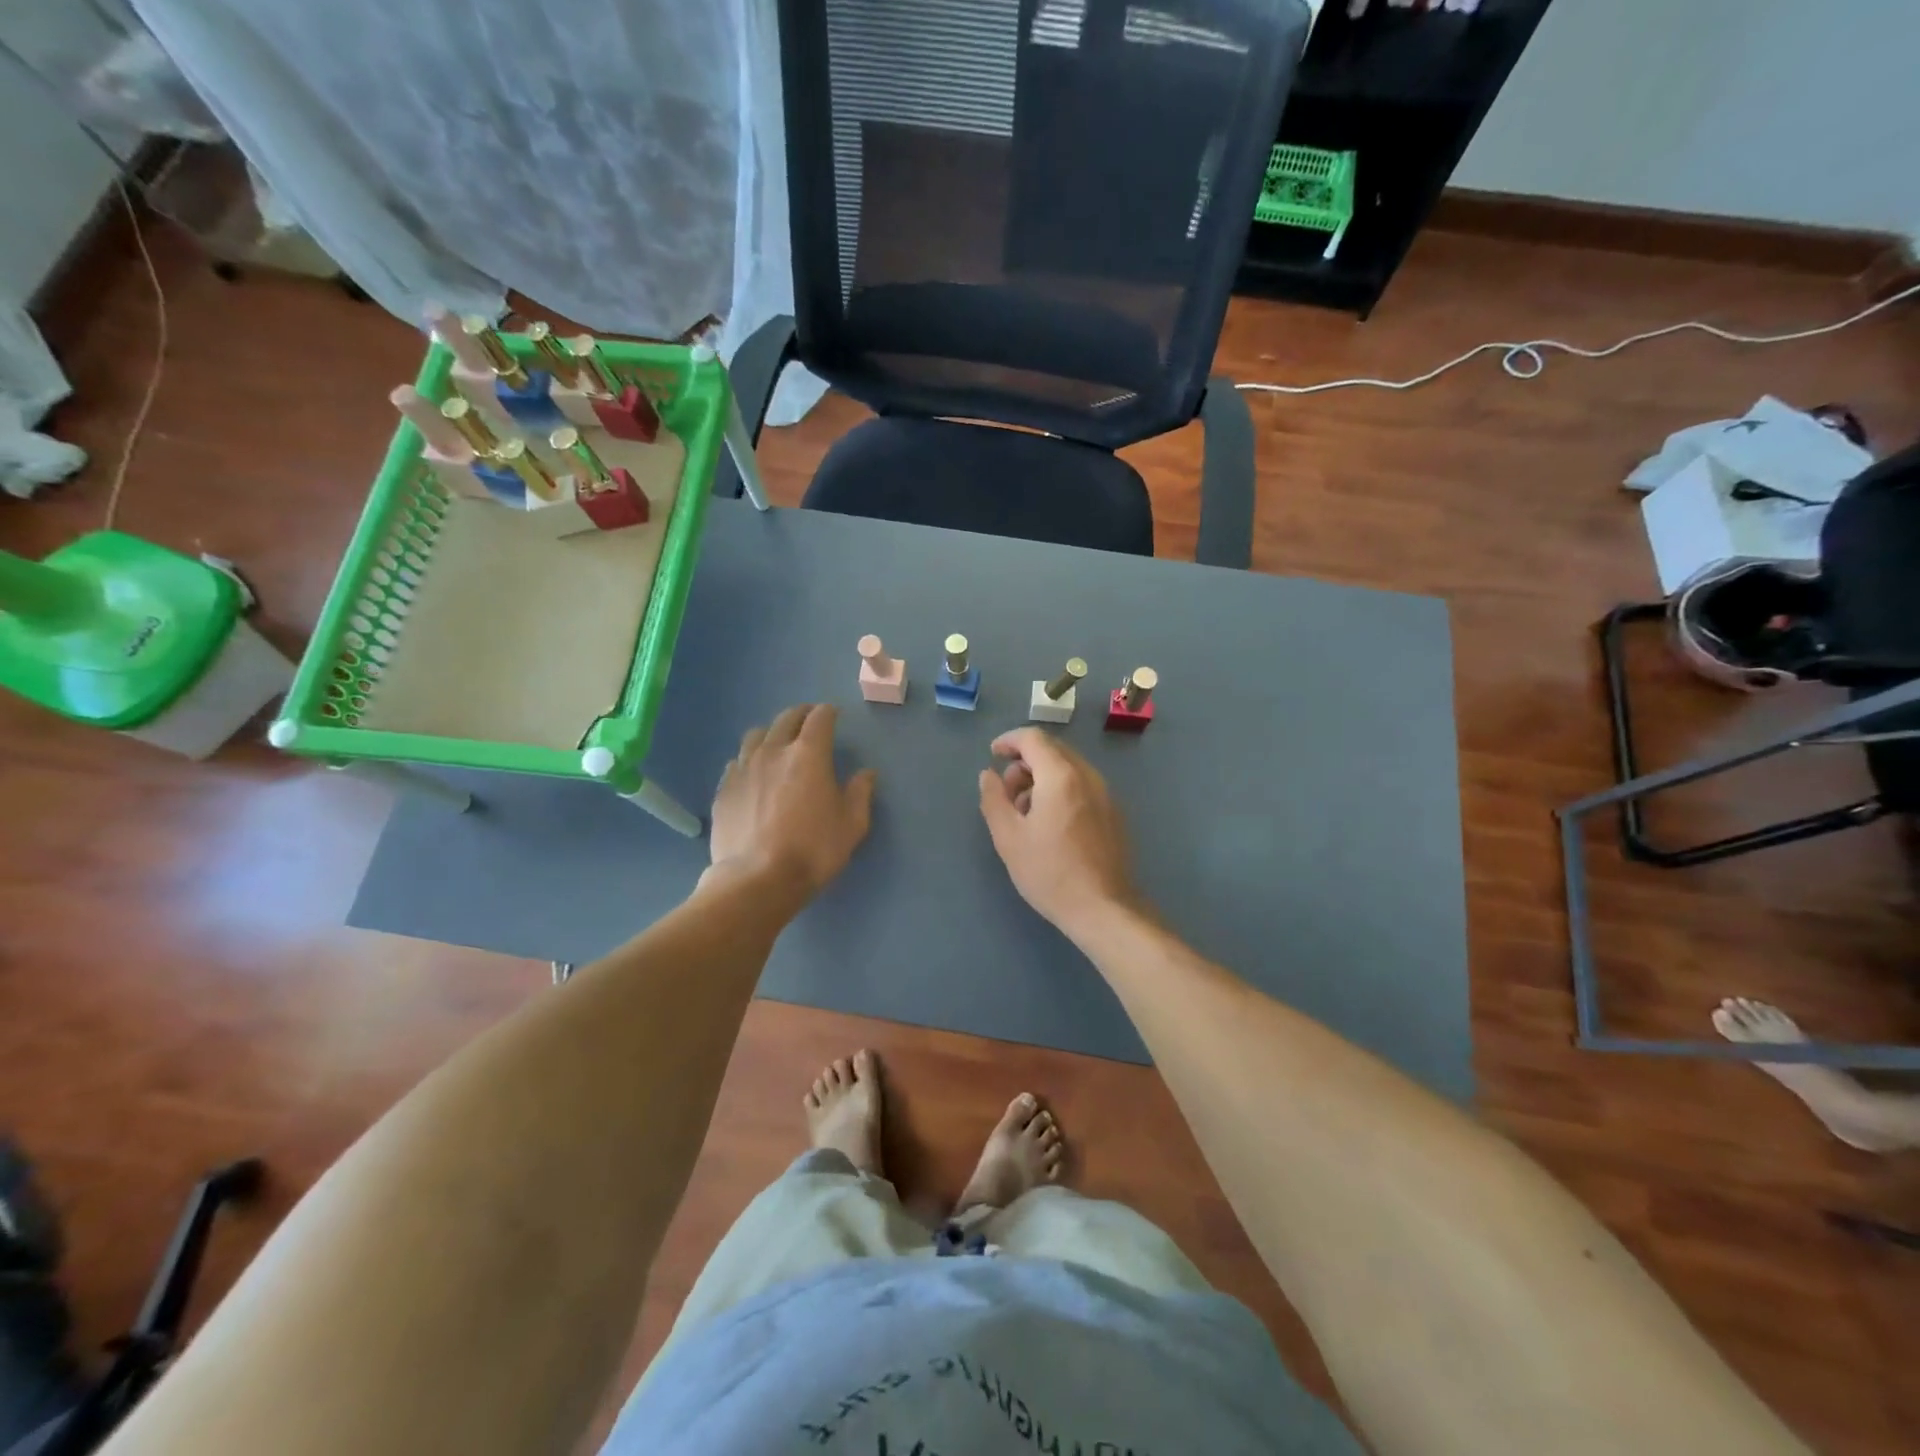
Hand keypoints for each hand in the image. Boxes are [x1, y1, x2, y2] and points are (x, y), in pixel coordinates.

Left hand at [710, 704, 875, 905]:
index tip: (834, 716)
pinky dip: (749, 760)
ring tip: (777, 745)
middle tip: (808, 722)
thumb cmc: (813, 850)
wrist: (757, 879)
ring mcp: (744, 768)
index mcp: (809, 754)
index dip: (828, 713)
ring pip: (756, 735)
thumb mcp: (852, 825)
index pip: (820, 718)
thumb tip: (866, 774)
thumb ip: (860, 794)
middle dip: (801, 715)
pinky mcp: (724, 789)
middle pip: (786, 718)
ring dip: (771, 733)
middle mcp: (774, 751)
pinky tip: (753, 775)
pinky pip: (736, 762)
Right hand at [978, 728, 1139, 934]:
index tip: (993, 755)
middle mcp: (1088, 776)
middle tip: (1006, 793)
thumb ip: (993, 798)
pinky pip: (1082, 785)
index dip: (1009, 741)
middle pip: (1052, 750)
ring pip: (1068, 768)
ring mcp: (1105, 793)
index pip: (1033, 738)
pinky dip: (1060, 789)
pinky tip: (1049, 823)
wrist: (1103, 908)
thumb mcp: (1009, 837)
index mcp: (1061, 776)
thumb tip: (989, 774)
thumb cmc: (1050, 872)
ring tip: (1025, 813)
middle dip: (1024, 762)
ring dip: (1041, 778)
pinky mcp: (1113, 812)